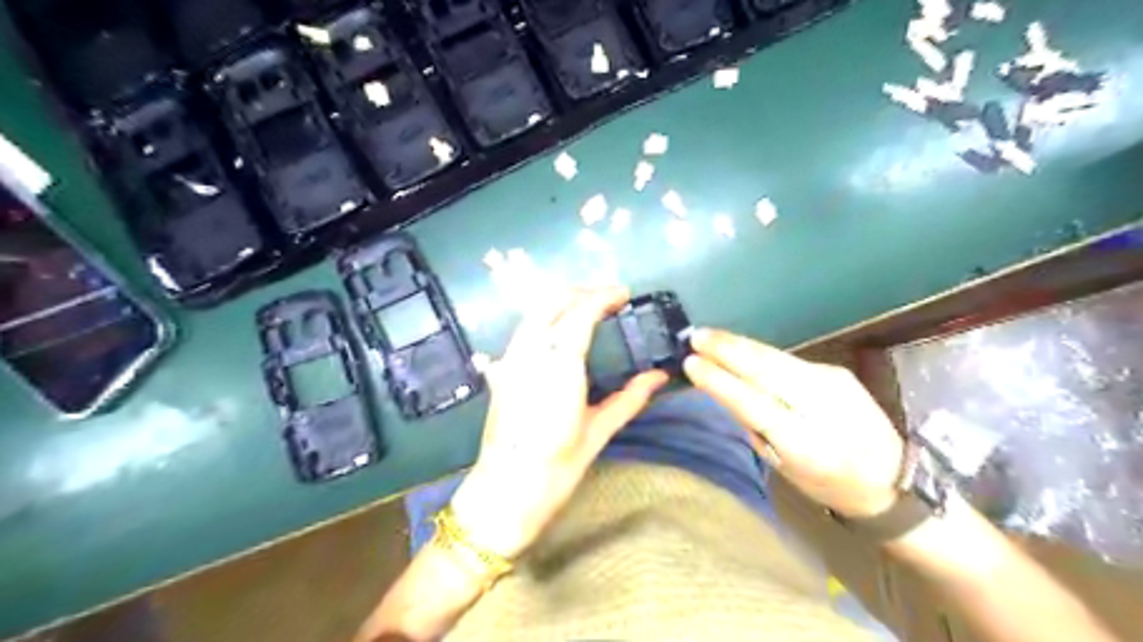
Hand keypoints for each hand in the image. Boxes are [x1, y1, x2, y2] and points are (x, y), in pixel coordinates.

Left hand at [449, 286, 667, 561]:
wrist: (505, 492)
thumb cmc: (556, 468)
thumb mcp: (598, 432)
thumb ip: (630, 398)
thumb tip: (660, 376)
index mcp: (559, 368)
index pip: (580, 313)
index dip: (602, 296)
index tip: (623, 293)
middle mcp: (530, 354)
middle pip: (552, 302)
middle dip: (581, 292)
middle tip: (608, 299)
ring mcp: (510, 360)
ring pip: (534, 312)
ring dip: (561, 302)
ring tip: (588, 309)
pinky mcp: (501, 370)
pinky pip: (524, 330)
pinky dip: (544, 318)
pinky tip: (559, 331)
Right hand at [681, 327, 906, 518]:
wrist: (891, 477)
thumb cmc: (828, 483)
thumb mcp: (785, 467)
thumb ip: (756, 428)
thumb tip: (727, 391)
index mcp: (807, 444)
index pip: (755, 405)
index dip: (721, 382)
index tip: (692, 364)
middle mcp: (823, 406)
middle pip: (767, 370)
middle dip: (727, 350)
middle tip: (695, 337)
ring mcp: (833, 383)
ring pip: (775, 357)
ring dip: (739, 344)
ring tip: (709, 336)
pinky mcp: (836, 371)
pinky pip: (786, 359)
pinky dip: (757, 352)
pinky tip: (738, 347)